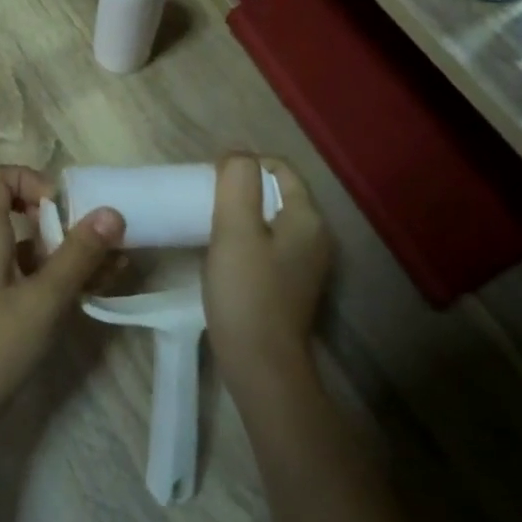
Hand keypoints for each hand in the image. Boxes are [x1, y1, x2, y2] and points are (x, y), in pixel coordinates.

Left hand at [0, 165, 123, 451]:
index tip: (64, 211)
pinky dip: (51, 277)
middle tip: (98, 244)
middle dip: (62, 221)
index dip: (32, 180)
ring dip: (64, 253)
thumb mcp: (43, 300)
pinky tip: (86, 295)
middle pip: (16, 209)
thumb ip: (78, 255)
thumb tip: (112, 211)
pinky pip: (20, 274)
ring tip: (110, 271)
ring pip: (24, 246)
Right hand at [204, 156, 331, 400]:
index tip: (211, 180)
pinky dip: (246, 240)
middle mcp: (315, 236)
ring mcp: (306, 264)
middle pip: (276, 193)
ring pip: (270, 221)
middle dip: (241, 190)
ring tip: (209, 225)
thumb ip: (237, 183)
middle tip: (205, 202)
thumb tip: (237, 155)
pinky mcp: (291, 285)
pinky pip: (268, 246)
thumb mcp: (235, 229)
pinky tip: (223, 255)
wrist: (261, 366)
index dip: (245, 165)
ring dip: (241, 215)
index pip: (279, 168)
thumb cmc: (247, 293)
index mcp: (307, 218)